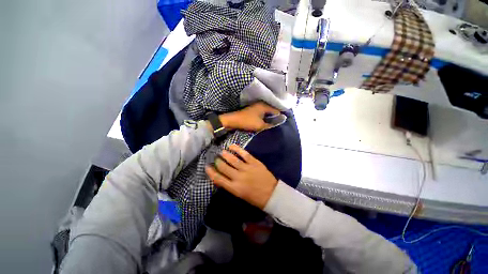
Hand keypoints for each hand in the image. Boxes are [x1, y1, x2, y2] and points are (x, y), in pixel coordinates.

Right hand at [205, 144, 277, 208]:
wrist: (272, 194)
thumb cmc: (255, 198)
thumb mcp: (240, 195)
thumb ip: (231, 185)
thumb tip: (223, 176)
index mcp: (234, 188)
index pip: (218, 179)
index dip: (211, 172)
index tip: (207, 167)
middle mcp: (238, 177)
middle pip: (224, 167)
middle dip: (218, 162)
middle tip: (216, 158)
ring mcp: (247, 169)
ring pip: (232, 159)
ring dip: (225, 155)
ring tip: (222, 152)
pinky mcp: (254, 163)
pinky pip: (244, 154)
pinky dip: (237, 149)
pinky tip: (231, 146)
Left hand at [219, 102, 279, 131]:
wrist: (233, 120)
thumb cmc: (247, 122)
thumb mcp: (260, 125)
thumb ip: (271, 124)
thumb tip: (280, 121)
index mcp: (264, 106)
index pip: (277, 110)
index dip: (280, 116)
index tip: (283, 122)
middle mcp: (261, 104)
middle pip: (272, 110)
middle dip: (275, 116)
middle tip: (278, 123)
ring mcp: (257, 106)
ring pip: (267, 111)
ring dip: (270, 116)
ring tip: (273, 123)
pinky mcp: (253, 109)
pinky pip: (263, 112)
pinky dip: (265, 116)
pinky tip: (266, 121)